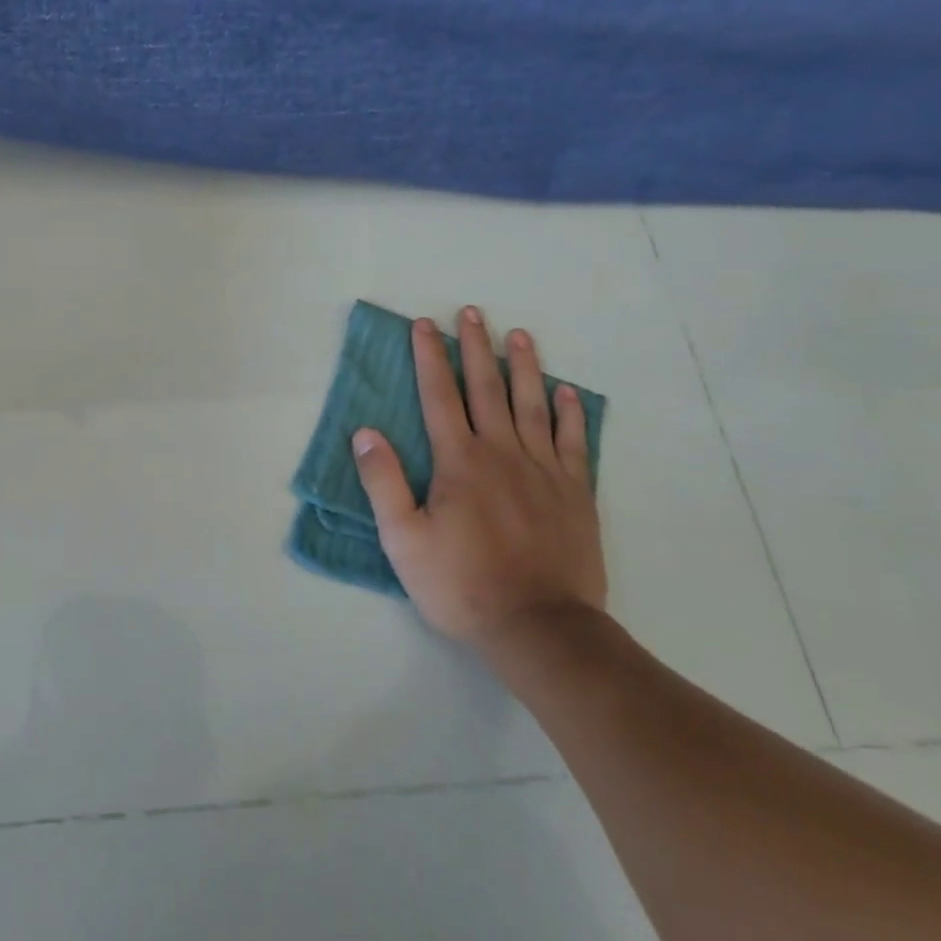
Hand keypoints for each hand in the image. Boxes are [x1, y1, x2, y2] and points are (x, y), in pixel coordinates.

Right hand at [352, 306, 604, 653]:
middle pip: (486, 388)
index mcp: (459, 462)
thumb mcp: (403, 540)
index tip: (424, 325)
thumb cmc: (461, 585)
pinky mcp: (576, 493)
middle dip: (475, 348)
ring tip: (519, 335)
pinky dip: (569, 413)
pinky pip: (574, 441)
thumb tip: (365, 432)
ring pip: (532, 405)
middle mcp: (502, 453)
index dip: (429, 358)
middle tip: (472, 312)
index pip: (439, 396)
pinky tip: (566, 392)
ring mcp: (544, 470)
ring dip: (524, 367)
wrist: (540, 628)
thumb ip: (383, 482)